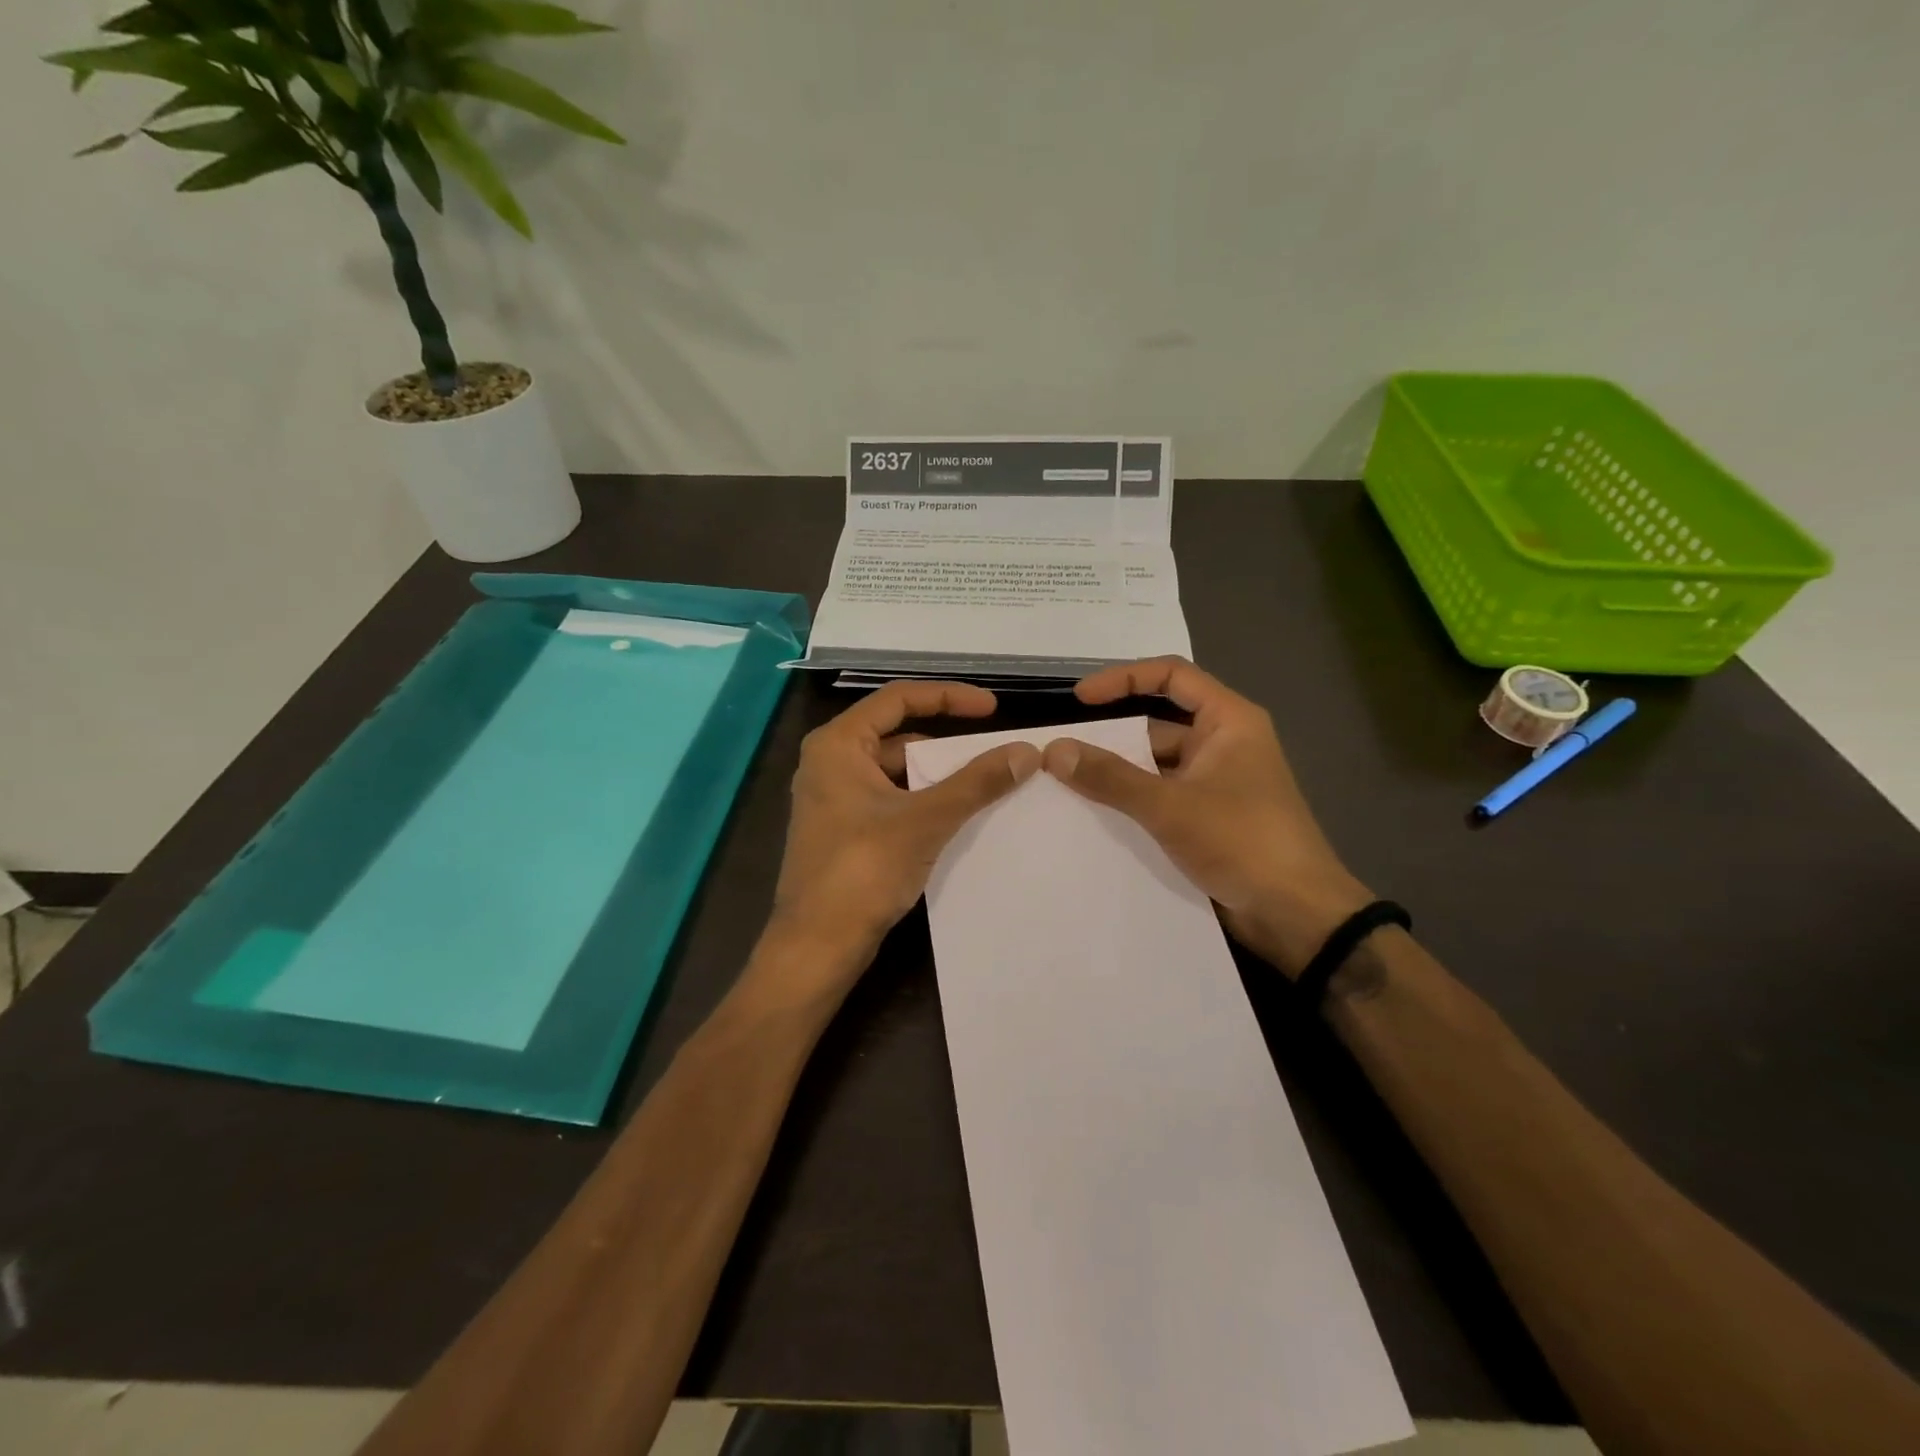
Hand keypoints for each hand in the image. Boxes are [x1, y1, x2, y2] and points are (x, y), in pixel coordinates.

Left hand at [766, 681, 1039, 991]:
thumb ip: (976, 783)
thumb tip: (1026, 752)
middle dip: (948, 742)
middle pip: (898, 735)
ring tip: (986, 783)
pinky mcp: (845, 830)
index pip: (898, 699)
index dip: (949, 696)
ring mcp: (835, 798)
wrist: (817, 946)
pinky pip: (892, 799)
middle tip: (994, 750)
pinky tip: (958, 815)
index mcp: (838, 745)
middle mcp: (831, 762)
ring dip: (939, 776)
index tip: (993, 708)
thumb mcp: (925, 820)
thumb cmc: (863, 871)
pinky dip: (924, 801)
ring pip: (897, 771)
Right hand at [1041, 658, 1371, 975]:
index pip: (1171, 675)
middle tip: (1059, 751)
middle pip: (1157, 724)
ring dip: (1116, 774)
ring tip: (1062, 784)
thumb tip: (1054, 750)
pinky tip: (1092, 816)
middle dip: (1111, 736)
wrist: (1297, 916)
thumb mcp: (1170, 806)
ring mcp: (1214, 783)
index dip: (1123, 678)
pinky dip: (1130, 802)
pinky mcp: (1207, 818)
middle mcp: (1222, 744)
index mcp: (1228, 721)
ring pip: (1155, 766)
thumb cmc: (1242, 842)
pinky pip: (1160, 797)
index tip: (1080, 699)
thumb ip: (1110, 777)